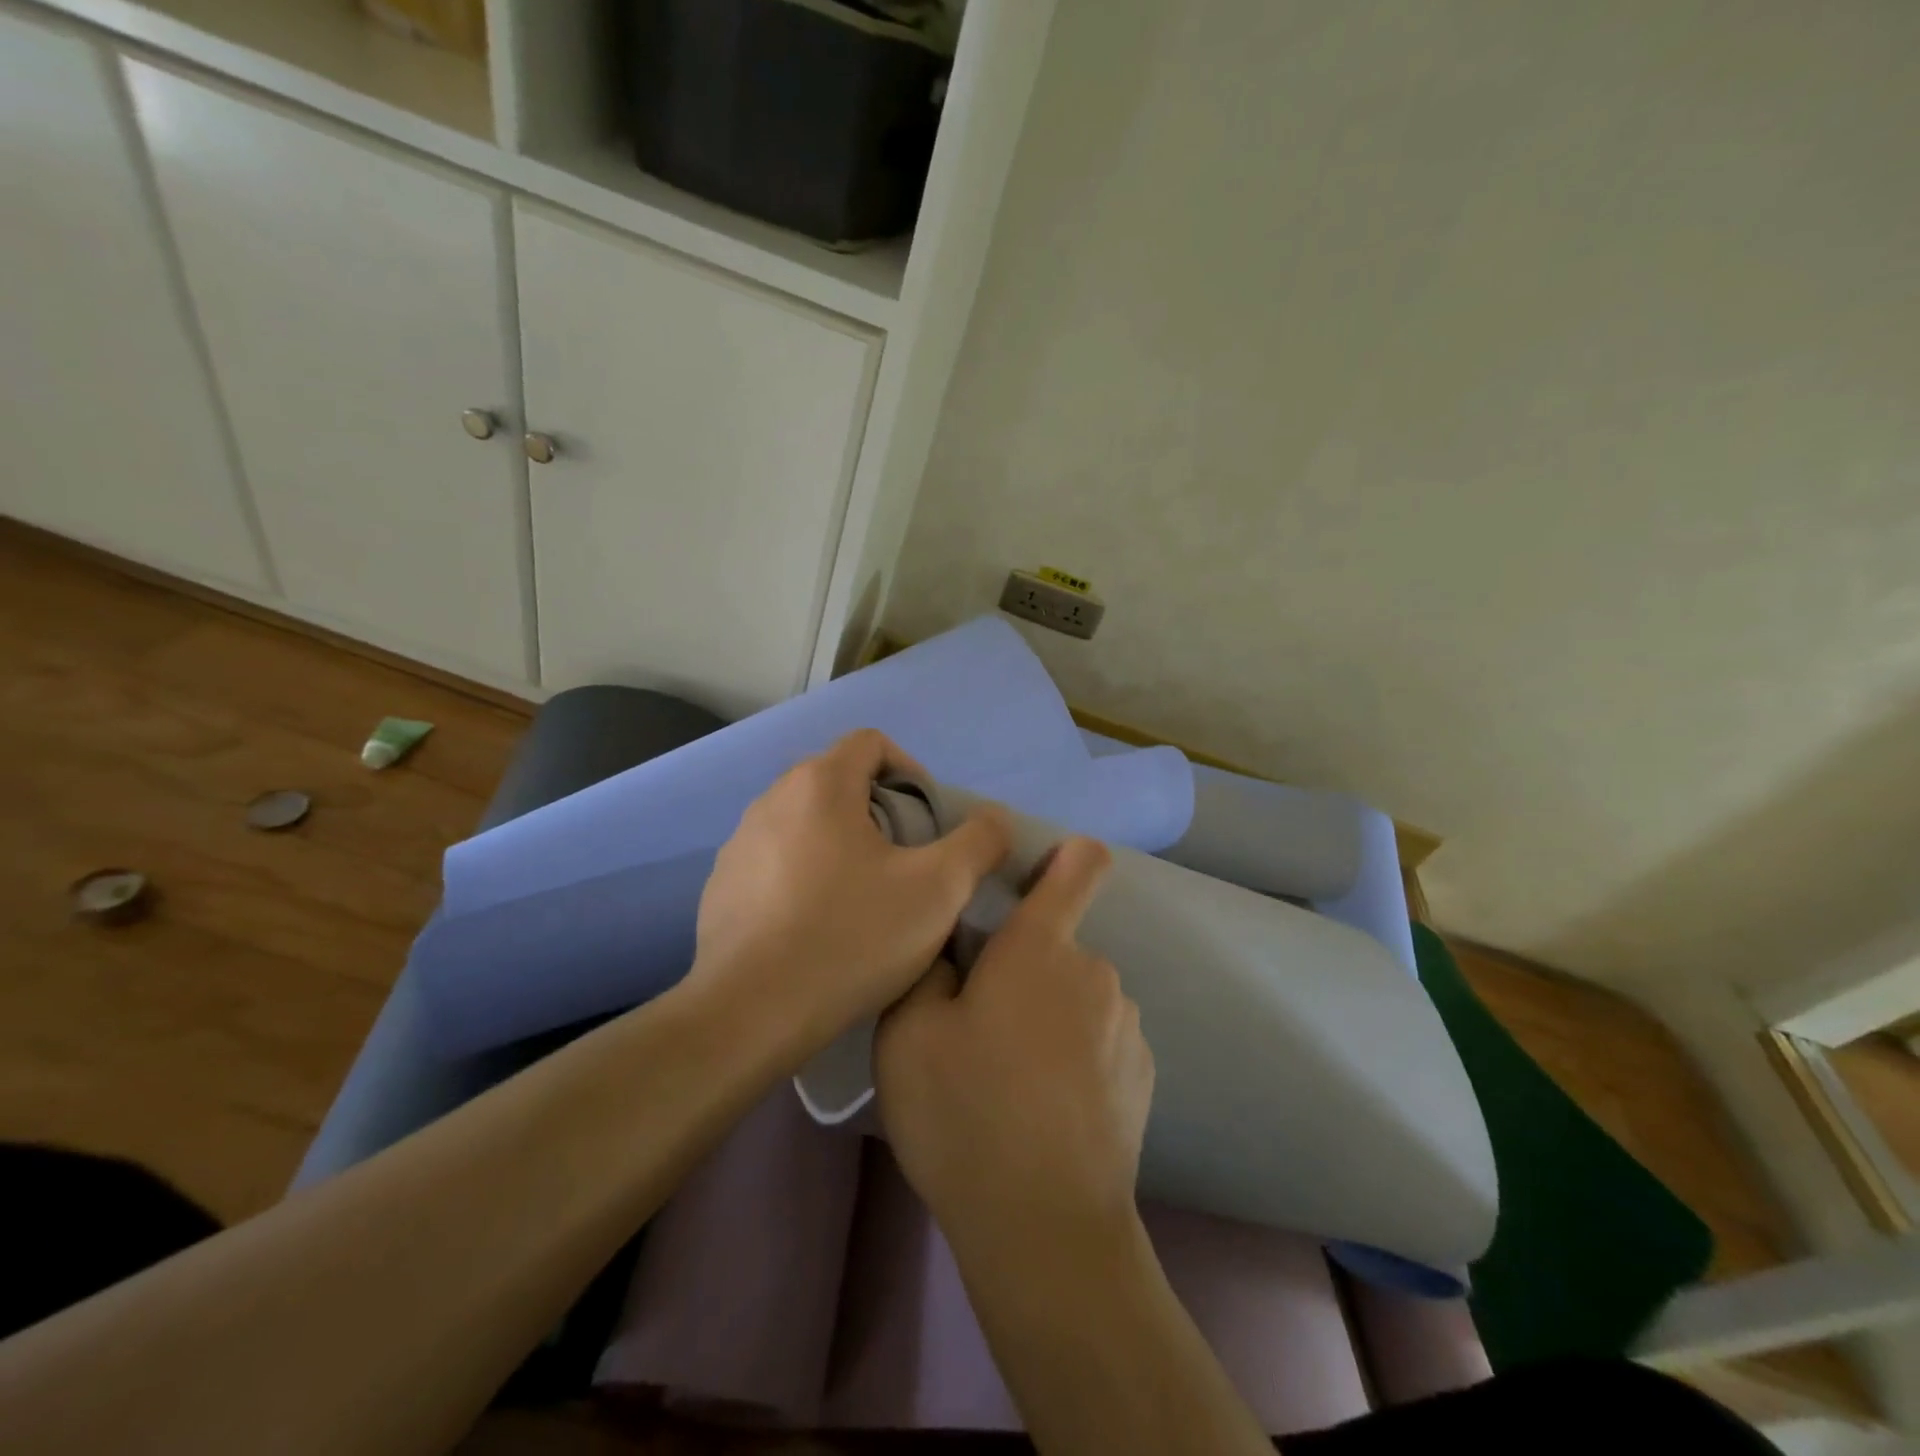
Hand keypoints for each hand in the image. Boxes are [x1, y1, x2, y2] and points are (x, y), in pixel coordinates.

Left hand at [688, 729, 1010, 1061]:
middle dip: (881, 813)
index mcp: (820, 783)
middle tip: (906, 864)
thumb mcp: (938, 889)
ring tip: (866, 900)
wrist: (748, 1015)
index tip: (928, 823)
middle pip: (839, 782)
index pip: (872, 743)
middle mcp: (771, 799)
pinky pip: (776, 862)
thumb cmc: (850, 938)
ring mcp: (739, 844)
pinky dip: (805, 877)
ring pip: (807, 824)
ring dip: (842, 846)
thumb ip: (979, 842)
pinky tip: (820, 929)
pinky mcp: (721, 886)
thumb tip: (994, 820)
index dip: (911, 771)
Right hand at [874, 838, 1154, 1250]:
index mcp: (1039, 948)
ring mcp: (1127, 1025)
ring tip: (1008, 1082)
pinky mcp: (1143, 1073)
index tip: (1033, 875)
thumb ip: (928, 968)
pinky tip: (1045, 1112)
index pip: (1079, 865)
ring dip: (1046, 1016)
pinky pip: (1099, 1039)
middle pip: (1054, 946)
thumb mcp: (907, 1034)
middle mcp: (1094, 972)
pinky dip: (1074, 1056)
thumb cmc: (966, 1115)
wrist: (1046, 1229)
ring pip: (1074, 996)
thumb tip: (955, 952)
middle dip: (1019, 970)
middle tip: (977, 1031)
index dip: (1066, 855)